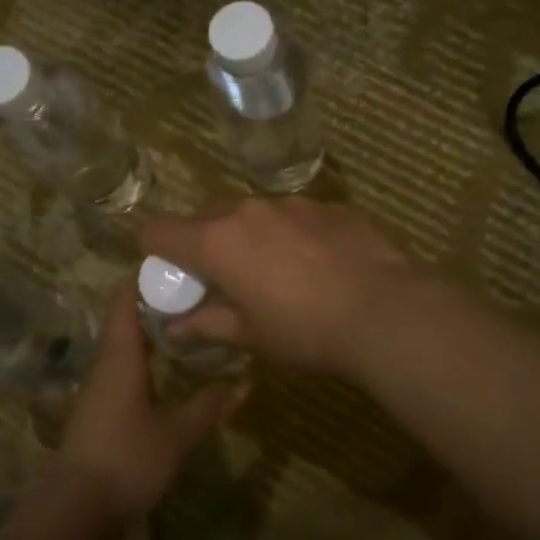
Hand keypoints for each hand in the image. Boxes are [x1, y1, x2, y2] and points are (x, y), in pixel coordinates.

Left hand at [57, 290, 238, 517]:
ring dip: (155, 329)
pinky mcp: (102, 408)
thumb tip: (243, 382)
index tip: (182, 264)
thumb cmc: (126, 459)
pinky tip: (174, 365)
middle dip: (160, 301)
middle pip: (128, 317)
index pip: (126, 298)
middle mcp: (106, 362)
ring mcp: (101, 386)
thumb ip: (208, 405)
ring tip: (195, 322)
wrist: (75, 510)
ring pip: (127, 343)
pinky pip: (126, 366)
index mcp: (120, 355)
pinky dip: (149, 355)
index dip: (148, 277)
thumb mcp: (177, 434)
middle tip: (201, 292)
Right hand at [139, 197, 410, 376]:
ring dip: (250, 237)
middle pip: (206, 217)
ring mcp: (292, 203)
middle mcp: (248, 211)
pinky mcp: (329, 206)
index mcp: (217, 241)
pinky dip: (290, 234)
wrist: (385, 311)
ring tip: (275, 272)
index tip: (170, 274)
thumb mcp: (251, 335)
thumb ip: (208, 324)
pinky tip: (316, 265)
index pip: (159, 231)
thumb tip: (176, 326)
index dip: (155, 251)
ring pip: (253, 214)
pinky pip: (293, 216)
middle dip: (204, 244)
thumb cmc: (305, 330)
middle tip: (222, 279)